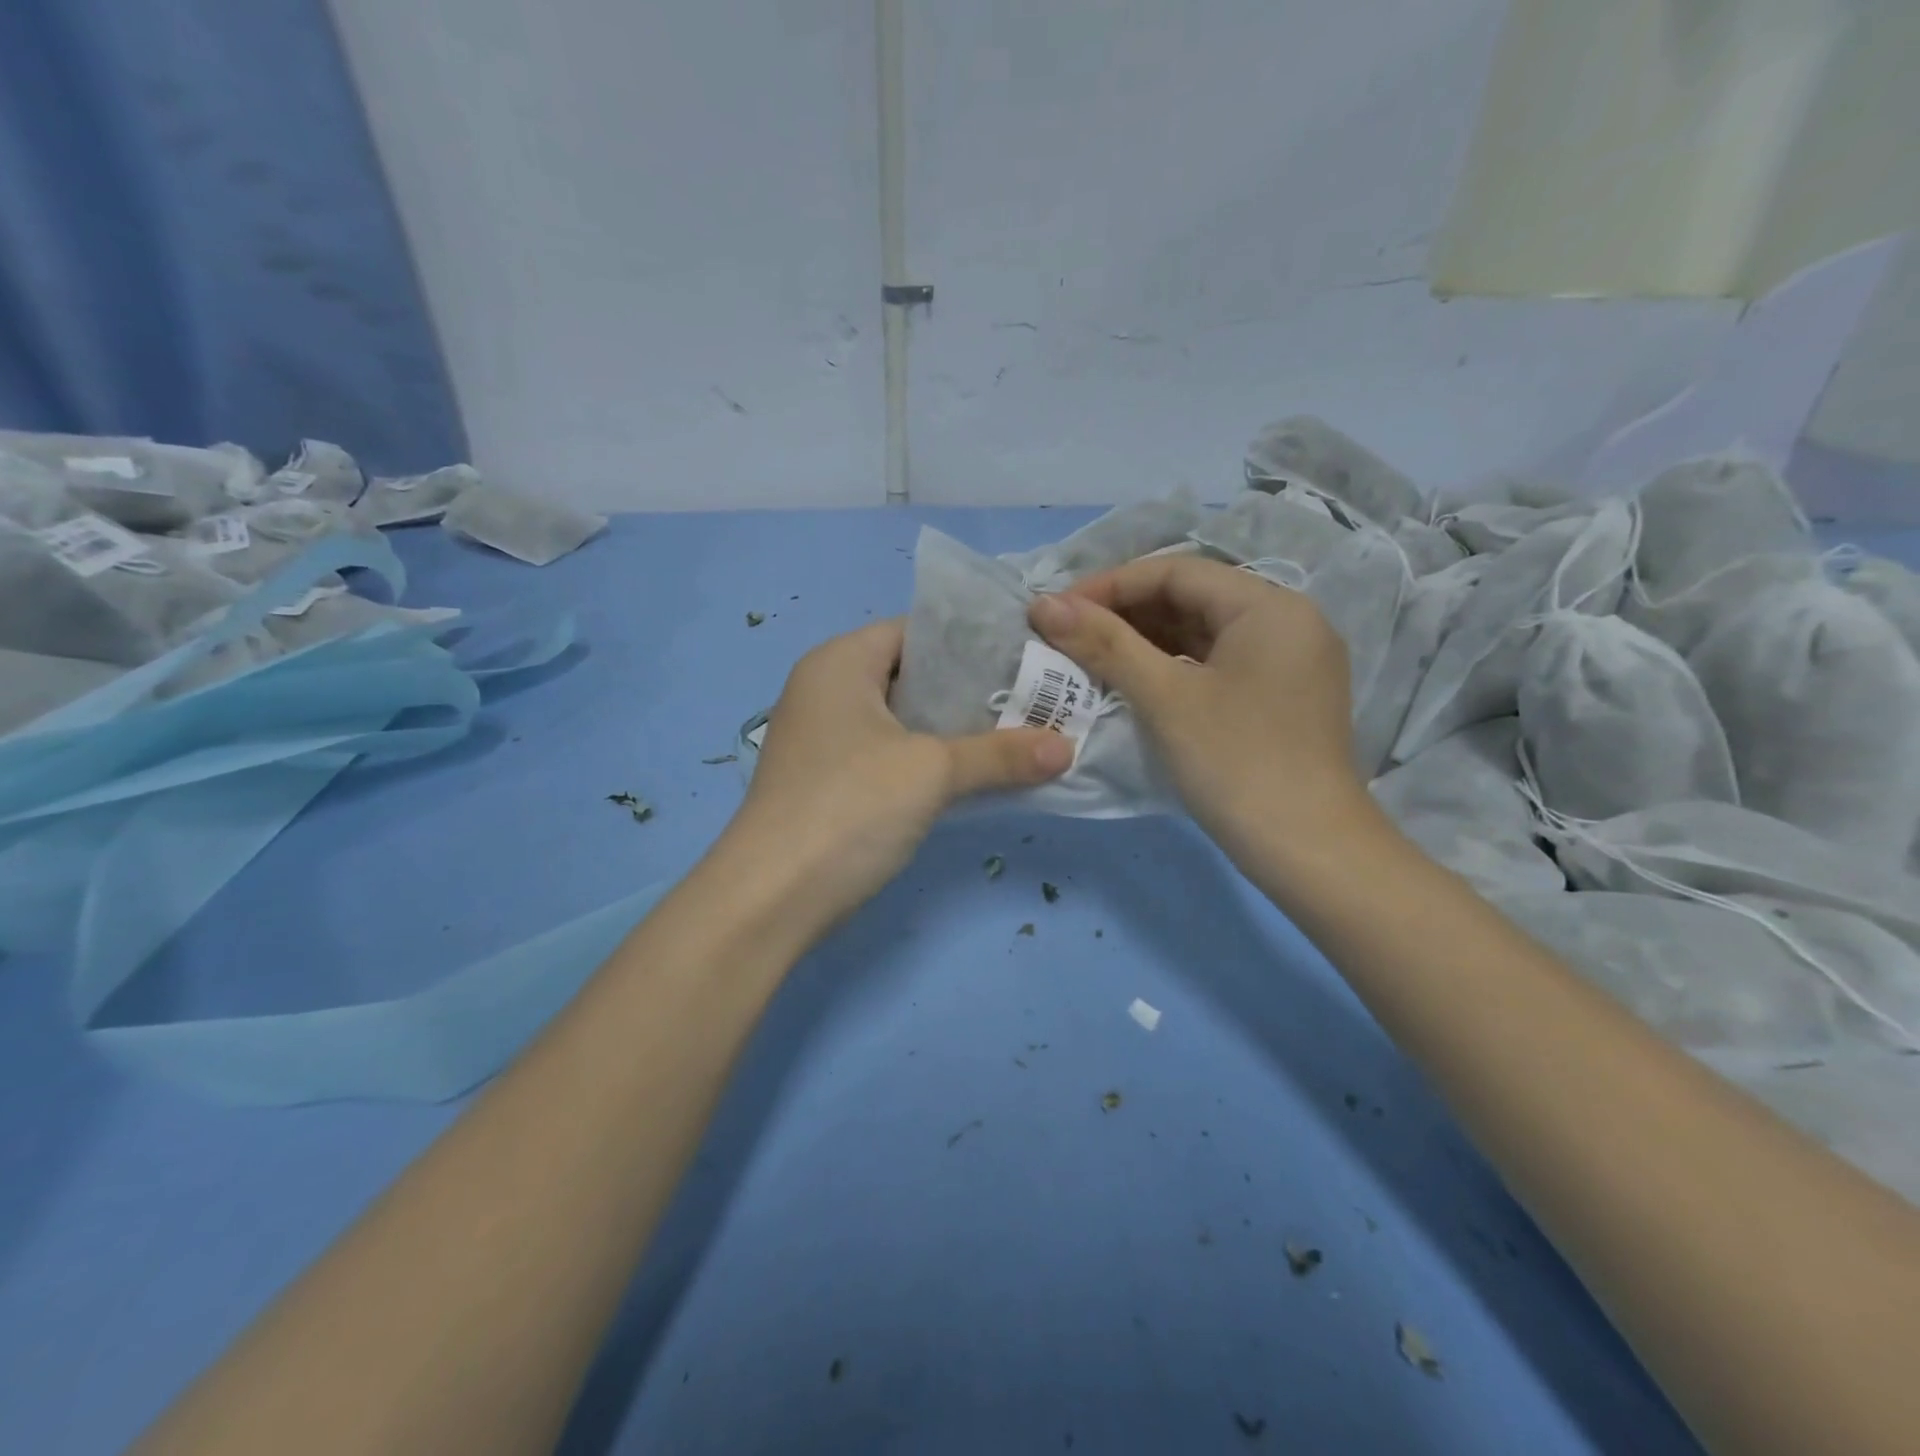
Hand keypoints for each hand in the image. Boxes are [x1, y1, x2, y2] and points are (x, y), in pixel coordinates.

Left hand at [722, 619, 1073, 930]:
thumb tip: (1068, 748)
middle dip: (973, 689)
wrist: (771, 898)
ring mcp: (825, 738)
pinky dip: (930, 760)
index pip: (917, 630)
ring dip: (955, 730)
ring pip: (904, 719)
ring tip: (1018, 734)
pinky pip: (891, 754)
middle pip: (913, 674)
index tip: (1027, 657)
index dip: (973, 640)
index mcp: (840, 662)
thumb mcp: (932, 771)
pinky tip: (975, 775)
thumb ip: (1001, 753)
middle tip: (1033, 699)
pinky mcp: (830, 780)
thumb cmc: (849, 807)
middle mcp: (827, 689)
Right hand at [1028, 555, 1365, 856]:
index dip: (1110, 585)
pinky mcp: (1282, 696)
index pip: (1176, 572)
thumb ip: (1104, 644)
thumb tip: (1043, 604)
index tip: (1058, 610)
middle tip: (1069, 635)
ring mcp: (1289, 661)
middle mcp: (1287, 621)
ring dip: (1146, 641)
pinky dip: (1173, 667)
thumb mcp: (1164, 697)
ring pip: (1203, 633)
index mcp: (1269, 606)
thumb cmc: (1236, 763)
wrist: (1309, 851)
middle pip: (1192, 598)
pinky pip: (1218, 663)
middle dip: (1126, 613)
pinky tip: (1134, 682)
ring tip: (1090, 657)